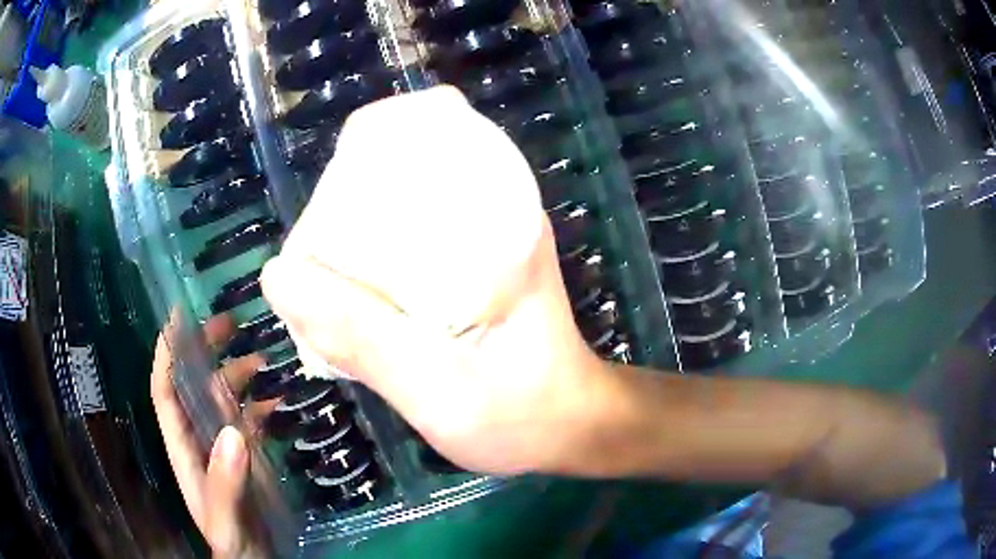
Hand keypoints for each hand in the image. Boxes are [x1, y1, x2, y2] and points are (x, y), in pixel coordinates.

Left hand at [151, 314, 272, 557]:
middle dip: (205, 349)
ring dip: (239, 373)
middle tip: (231, 321)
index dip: (166, 354)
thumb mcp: (225, 519)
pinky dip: (263, 404)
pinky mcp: (247, 455)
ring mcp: (224, 445)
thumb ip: (225, 481)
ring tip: (264, 357)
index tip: (179, 317)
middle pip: (195, 383)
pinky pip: (250, 419)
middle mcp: (200, 437)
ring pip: (224, 396)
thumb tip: (234, 431)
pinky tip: (281, 399)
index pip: (165, 392)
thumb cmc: (233, 541)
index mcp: (184, 447)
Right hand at [260, 87, 607, 474]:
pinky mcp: (473, 261)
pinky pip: (409, 235)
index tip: (326, 215)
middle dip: (346, 198)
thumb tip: (277, 276)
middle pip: (402, 162)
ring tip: (327, 281)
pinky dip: (373, 252)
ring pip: (400, 199)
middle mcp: (495, 206)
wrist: (572, 426)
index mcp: (500, 213)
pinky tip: (355, 290)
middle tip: (318, 265)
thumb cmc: (522, 415)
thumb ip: (361, 337)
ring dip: (355, 227)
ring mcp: (485, 232)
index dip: (361, 153)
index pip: (423, 128)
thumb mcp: (439, 390)